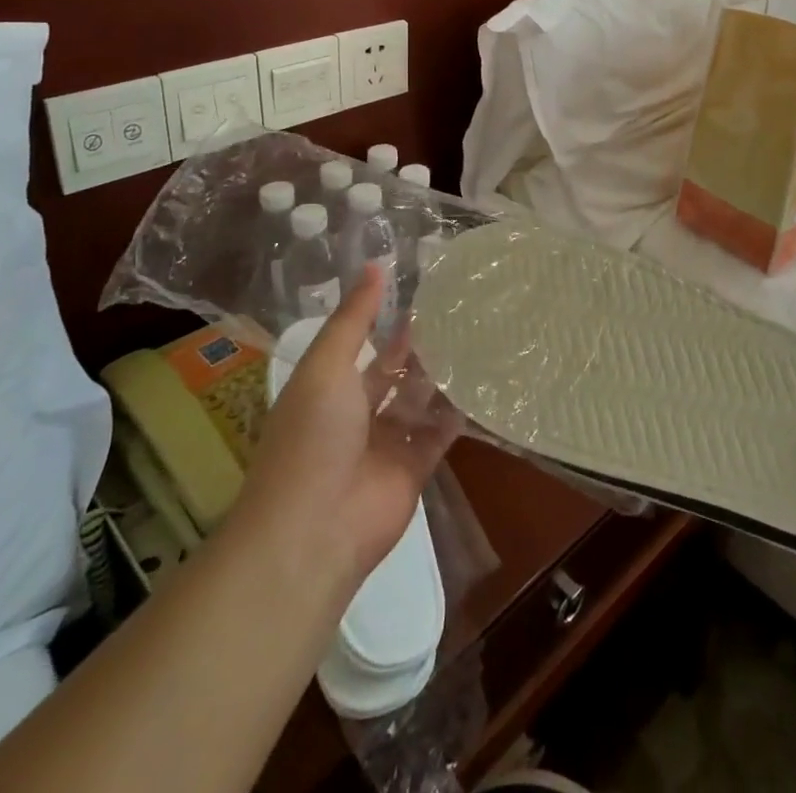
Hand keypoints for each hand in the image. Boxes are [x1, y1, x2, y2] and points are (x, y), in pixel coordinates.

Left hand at [234, 267, 461, 594]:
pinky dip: (458, 409)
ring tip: (480, 335)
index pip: (362, 342)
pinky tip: (484, 379)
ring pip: (419, 398)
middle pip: (394, 370)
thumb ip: (354, 318)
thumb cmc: (311, 437)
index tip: (424, 287)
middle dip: (421, 344)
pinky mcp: (414, 466)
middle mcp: (356, 412)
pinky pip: (440, 431)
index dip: (387, 317)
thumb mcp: (326, 365)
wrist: (313, 531)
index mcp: (328, 386)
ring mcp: (386, 441)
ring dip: (442, 373)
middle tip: (462, 308)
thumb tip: (375, 264)